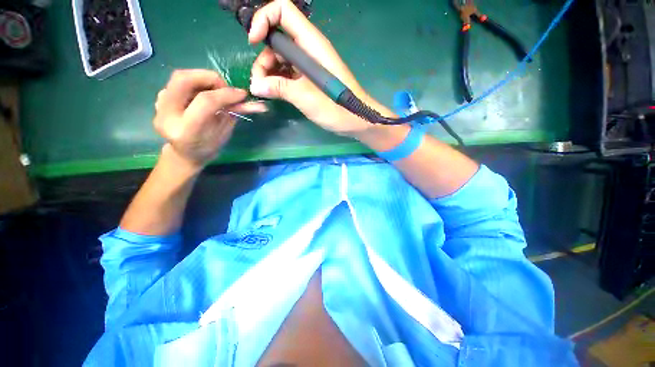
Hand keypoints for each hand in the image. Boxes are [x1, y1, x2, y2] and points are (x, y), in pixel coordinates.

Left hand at [154, 69, 266, 169]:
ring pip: (180, 77)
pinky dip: (196, 83)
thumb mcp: (224, 133)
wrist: (184, 154)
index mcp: (186, 130)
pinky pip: (178, 82)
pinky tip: (203, 94)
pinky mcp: (159, 99)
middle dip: (209, 77)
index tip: (243, 94)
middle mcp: (167, 116)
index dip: (226, 94)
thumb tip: (256, 104)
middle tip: (225, 87)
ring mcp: (159, 106)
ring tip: (216, 91)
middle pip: (184, 79)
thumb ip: (234, 114)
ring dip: (203, 79)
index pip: (206, 101)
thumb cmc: (208, 148)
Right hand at [248, 0, 394, 135]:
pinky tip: (275, 93)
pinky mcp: (309, 78)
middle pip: (277, 39)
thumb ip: (280, 88)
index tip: (254, 42)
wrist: (355, 120)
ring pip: (281, 58)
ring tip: (266, 92)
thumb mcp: (306, 97)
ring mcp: (309, 65)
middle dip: (264, 58)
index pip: (283, 11)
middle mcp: (309, 49)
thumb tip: (256, 85)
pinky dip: (279, 81)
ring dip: (269, 72)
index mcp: (311, 44)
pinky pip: (289, 73)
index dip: (264, 19)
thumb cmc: (335, 107)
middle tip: (259, 83)